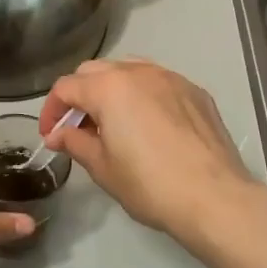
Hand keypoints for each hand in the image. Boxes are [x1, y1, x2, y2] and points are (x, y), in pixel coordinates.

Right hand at [38, 59, 261, 242]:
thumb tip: (58, 134)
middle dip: (80, 96)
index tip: (51, 136)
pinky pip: (158, 82)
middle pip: (95, 71)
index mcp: (109, 88)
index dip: (52, 111)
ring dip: (111, 90)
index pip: (66, 87)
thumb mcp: (103, 168)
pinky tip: (147, 125)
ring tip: (112, 122)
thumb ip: (76, 142)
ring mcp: (171, 78)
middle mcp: (139, 72)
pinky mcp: (195, 92)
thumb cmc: (150, 185)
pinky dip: (142, 95)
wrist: (215, 197)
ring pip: (129, 70)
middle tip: (78, 129)